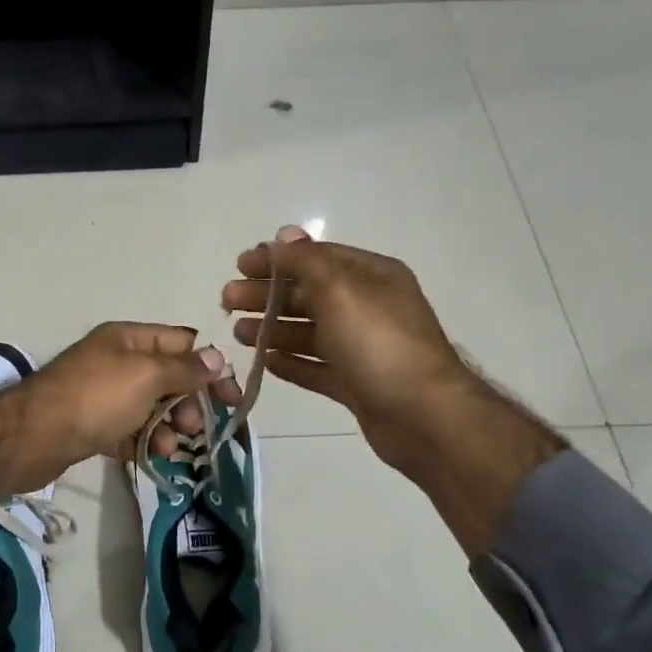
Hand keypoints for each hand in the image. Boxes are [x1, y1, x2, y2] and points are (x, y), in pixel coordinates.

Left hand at [0, 323, 238, 508]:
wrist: (34, 437)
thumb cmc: (96, 398)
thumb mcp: (147, 375)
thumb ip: (185, 368)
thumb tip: (218, 358)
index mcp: (129, 339)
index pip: (182, 343)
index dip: (210, 367)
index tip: (231, 398)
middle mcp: (117, 361)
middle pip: (169, 377)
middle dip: (189, 402)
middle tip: (197, 428)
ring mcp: (104, 394)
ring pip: (151, 407)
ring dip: (170, 426)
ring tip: (172, 447)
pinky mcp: (94, 425)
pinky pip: (131, 429)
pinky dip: (145, 440)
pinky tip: (154, 455)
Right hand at [223, 226, 468, 478]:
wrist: (423, 416)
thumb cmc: (379, 344)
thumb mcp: (340, 290)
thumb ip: (307, 262)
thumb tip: (284, 236)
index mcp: (371, 277)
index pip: (316, 258)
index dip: (277, 259)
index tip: (239, 266)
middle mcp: (369, 308)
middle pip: (309, 294)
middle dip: (267, 295)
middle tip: (227, 301)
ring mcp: (364, 348)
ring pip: (310, 332)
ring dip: (274, 329)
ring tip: (238, 333)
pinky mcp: (357, 384)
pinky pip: (318, 367)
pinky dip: (292, 363)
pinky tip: (266, 363)